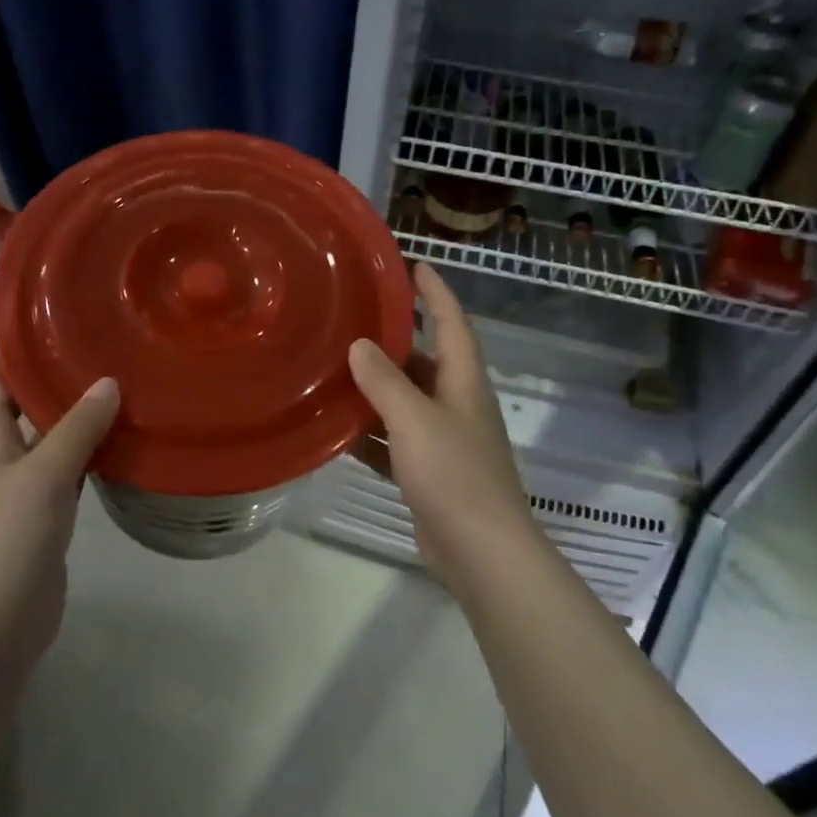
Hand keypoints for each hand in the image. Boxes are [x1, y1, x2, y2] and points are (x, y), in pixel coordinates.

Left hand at [0, 356, 119, 673]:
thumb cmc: (11, 537)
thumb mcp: (46, 473)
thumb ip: (77, 427)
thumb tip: (108, 382)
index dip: (12, 348)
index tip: (48, 319)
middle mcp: (2, 458)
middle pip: (24, 405)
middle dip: (54, 377)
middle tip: (100, 348)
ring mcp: (24, 489)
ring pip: (51, 438)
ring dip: (77, 415)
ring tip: (119, 385)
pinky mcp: (46, 516)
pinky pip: (70, 471)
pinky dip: (91, 453)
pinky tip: (122, 443)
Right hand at [347, 263, 537, 595]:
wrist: (481, 552)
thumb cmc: (454, 475)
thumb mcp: (414, 420)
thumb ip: (385, 381)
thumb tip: (360, 345)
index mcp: (463, 383)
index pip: (453, 323)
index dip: (437, 292)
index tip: (415, 264)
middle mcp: (457, 405)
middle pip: (426, 362)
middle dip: (396, 341)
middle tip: (353, 321)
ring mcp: (444, 441)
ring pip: (406, 403)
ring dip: (376, 389)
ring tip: (335, 370)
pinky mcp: (429, 473)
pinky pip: (395, 441)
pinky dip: (371, 433)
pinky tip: (338, 430)